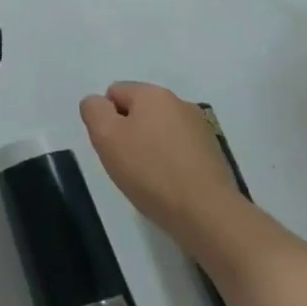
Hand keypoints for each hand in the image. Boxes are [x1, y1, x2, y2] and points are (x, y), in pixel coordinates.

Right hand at [80, 82, 241, 248]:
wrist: (207, 213)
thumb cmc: (150, 171)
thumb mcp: (106, 137)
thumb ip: (94, 111)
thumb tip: (98, 104)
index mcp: (153, 93)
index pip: (114, 92)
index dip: (106, 119)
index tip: (112, 147)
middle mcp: (179, 102)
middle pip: (138, 111)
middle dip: (128, 133)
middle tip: (126, 164)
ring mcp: (200, 128)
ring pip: (159, 131)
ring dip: (149, 148)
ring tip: (150, 179)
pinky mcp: (213, 153)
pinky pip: (179, 150)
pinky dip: (170, 162)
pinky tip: (170, 186)